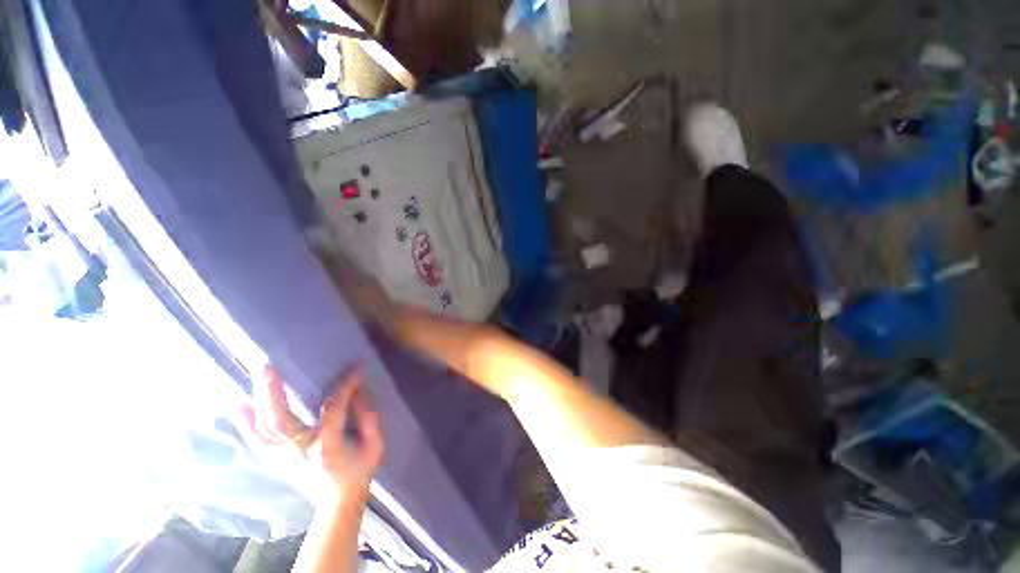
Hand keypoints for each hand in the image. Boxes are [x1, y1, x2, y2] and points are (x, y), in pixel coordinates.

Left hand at [244, 365, 384, 494]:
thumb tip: (358, 390)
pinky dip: (246, 423)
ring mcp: (284, 457)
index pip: (333, 412)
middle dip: (273, 395)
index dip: (344, 388)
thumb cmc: (360, 469)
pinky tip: (239, 404)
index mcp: (329, 449)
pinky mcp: (277, 458)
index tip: (357, 369)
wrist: (338, 500)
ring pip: (265, 430)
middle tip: (268, 368)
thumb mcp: (375, 445)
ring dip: (259, 402)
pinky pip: (258, 440)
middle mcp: (301, 453)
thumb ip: (369, 418)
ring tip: (259, 375)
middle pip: (281, 424)